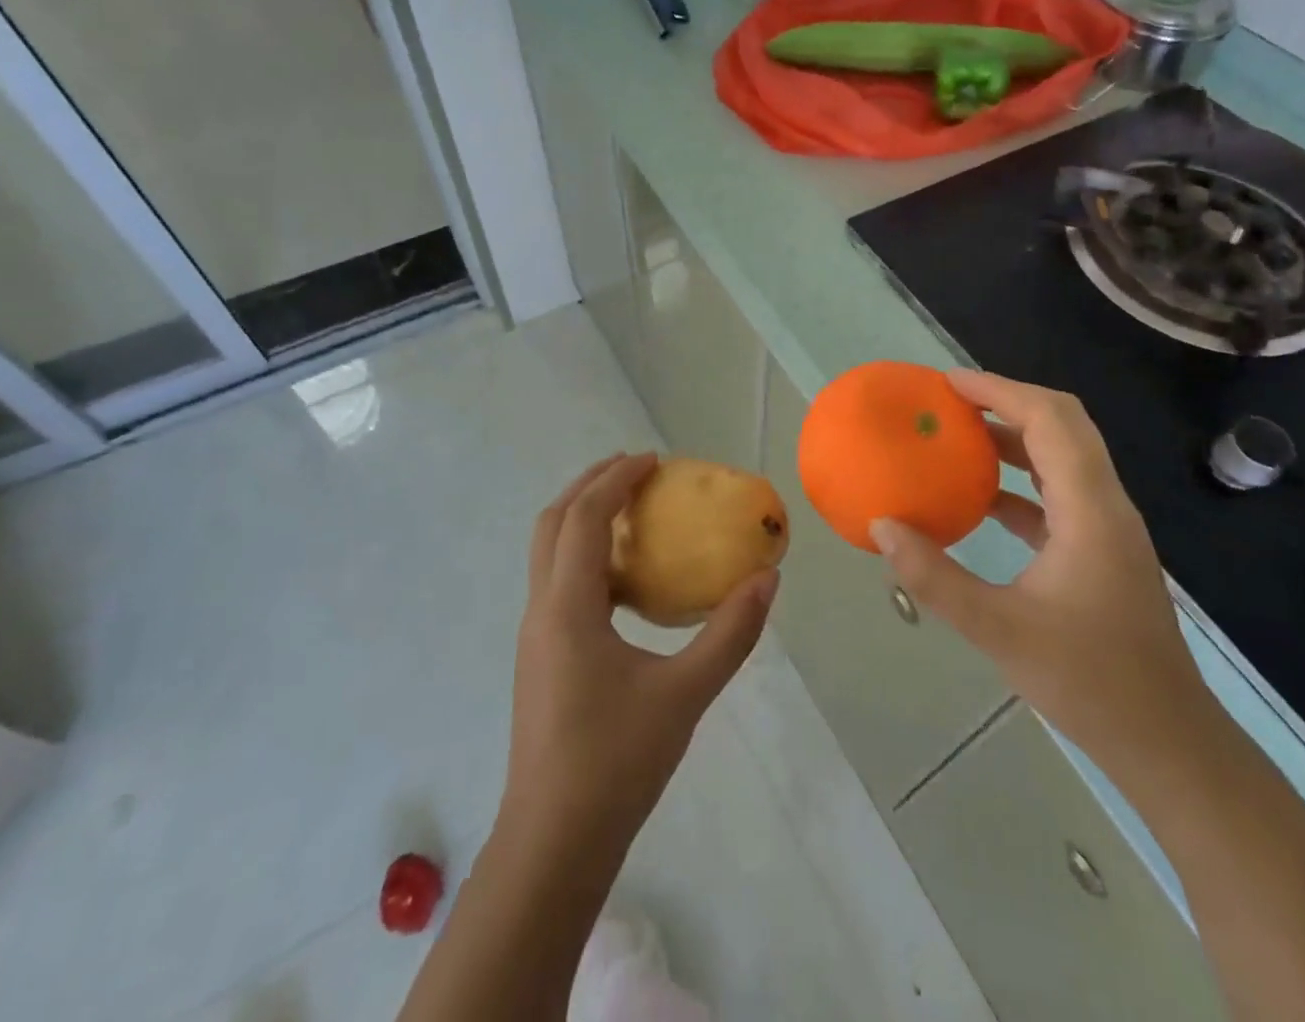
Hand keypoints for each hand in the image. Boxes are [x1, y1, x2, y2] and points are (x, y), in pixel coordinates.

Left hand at [500, 454, 777, 853]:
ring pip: (549, 553)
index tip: (654, 460)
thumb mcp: (686, 694)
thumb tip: (768, 579)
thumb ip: (731, 634)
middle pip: (552, 523)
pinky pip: (558, 584)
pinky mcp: (541, 658)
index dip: (615, 479)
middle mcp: (541, 610)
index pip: (583, 517)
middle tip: (636, 470)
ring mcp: (535, 636)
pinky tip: (626, 582)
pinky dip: (586, 557)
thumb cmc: (616, 762)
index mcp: (567, 607)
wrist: (553, 843)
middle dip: (590, 485)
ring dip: (583, 519)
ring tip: (632, 514)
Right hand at [872, 371, 1210, 773]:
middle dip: (1007, 400)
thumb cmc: (1089, 682)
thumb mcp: (998, 629)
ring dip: (1014, 436)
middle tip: (951, 400)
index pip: (1049, 419)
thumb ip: (934, 576)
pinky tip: (981, 498)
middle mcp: (1106, 504)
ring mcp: (1108, 527)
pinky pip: (1059, 492)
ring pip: (1062, 455)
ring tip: (959, 435)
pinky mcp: (1102, 549)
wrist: (1167, 742)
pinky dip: (1020, 480)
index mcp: (1090, 510)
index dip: (999, 390)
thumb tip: (881, 526)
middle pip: (1063, 423)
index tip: (947, 384)